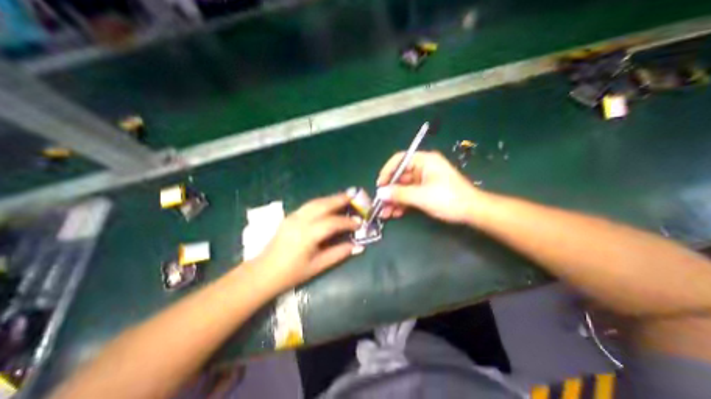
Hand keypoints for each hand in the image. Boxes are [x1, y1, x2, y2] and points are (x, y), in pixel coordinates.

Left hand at [249, 195, 361, 294]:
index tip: (359, 223)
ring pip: (315, 202)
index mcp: (308, 235)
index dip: (348, 222)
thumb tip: (357, 246)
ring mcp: (293, 217)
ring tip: (344, 197)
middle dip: (340, 199)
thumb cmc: (291, 273)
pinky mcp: (289, 217)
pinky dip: (321, 202)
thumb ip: (338, 253)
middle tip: (354, 196)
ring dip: (331, 198)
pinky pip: (309, 205)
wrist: (263, 272)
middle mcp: (300, 221)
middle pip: (323, 205)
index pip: (333, 223)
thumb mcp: (318, 266)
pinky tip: (328, 204)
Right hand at [375, 152, 479, 224]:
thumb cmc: (449, 199)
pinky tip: (395, 213)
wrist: (472, 212)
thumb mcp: (422, 196)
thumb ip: (399, 194)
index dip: (387, 172)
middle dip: (389, 192)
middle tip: (380, 204)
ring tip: (385, 213)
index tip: (379, 185)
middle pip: (400, 177)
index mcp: (424, 161)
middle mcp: (422, 168)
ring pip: (403, 188)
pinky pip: (409, 195)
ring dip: (394, 200)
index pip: (400, 160)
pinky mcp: (425, 191)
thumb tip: (380, 193)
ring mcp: (424, 181)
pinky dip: (402, 203)